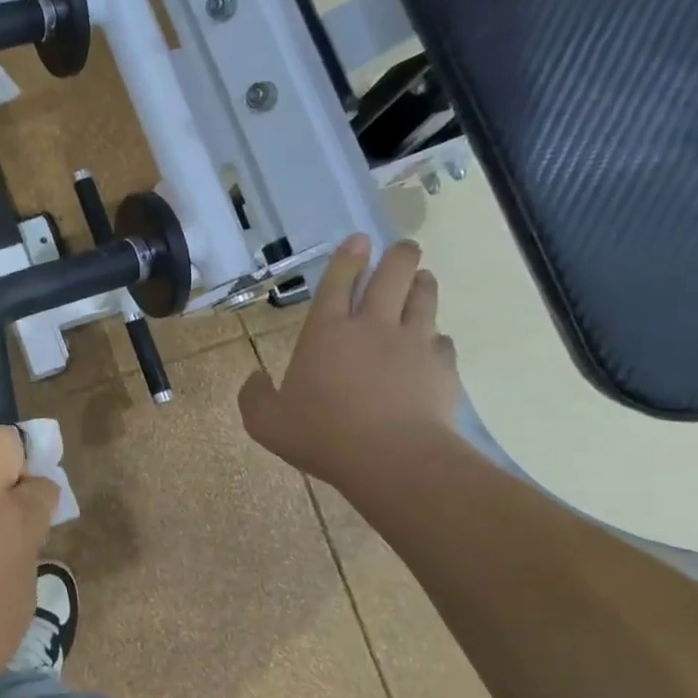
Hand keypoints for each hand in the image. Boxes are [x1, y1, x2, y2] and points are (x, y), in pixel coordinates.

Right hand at [239, 235, 461, 487]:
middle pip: (392, 274)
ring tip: (422, 278)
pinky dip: (437, 337)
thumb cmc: (323, 436)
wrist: (393, 459)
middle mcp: (372, 326)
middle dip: (398, 255)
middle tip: (403, 248)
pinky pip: (443, 340)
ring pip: (424, 296)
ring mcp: (413, 343)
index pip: (337, 281)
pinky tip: (434, 343)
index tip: (358, 239)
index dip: (347, 257)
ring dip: (422, 282)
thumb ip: (254, 396)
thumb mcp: (266, 423)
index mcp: (326, 332)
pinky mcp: (442, 366)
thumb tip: (255, 378)